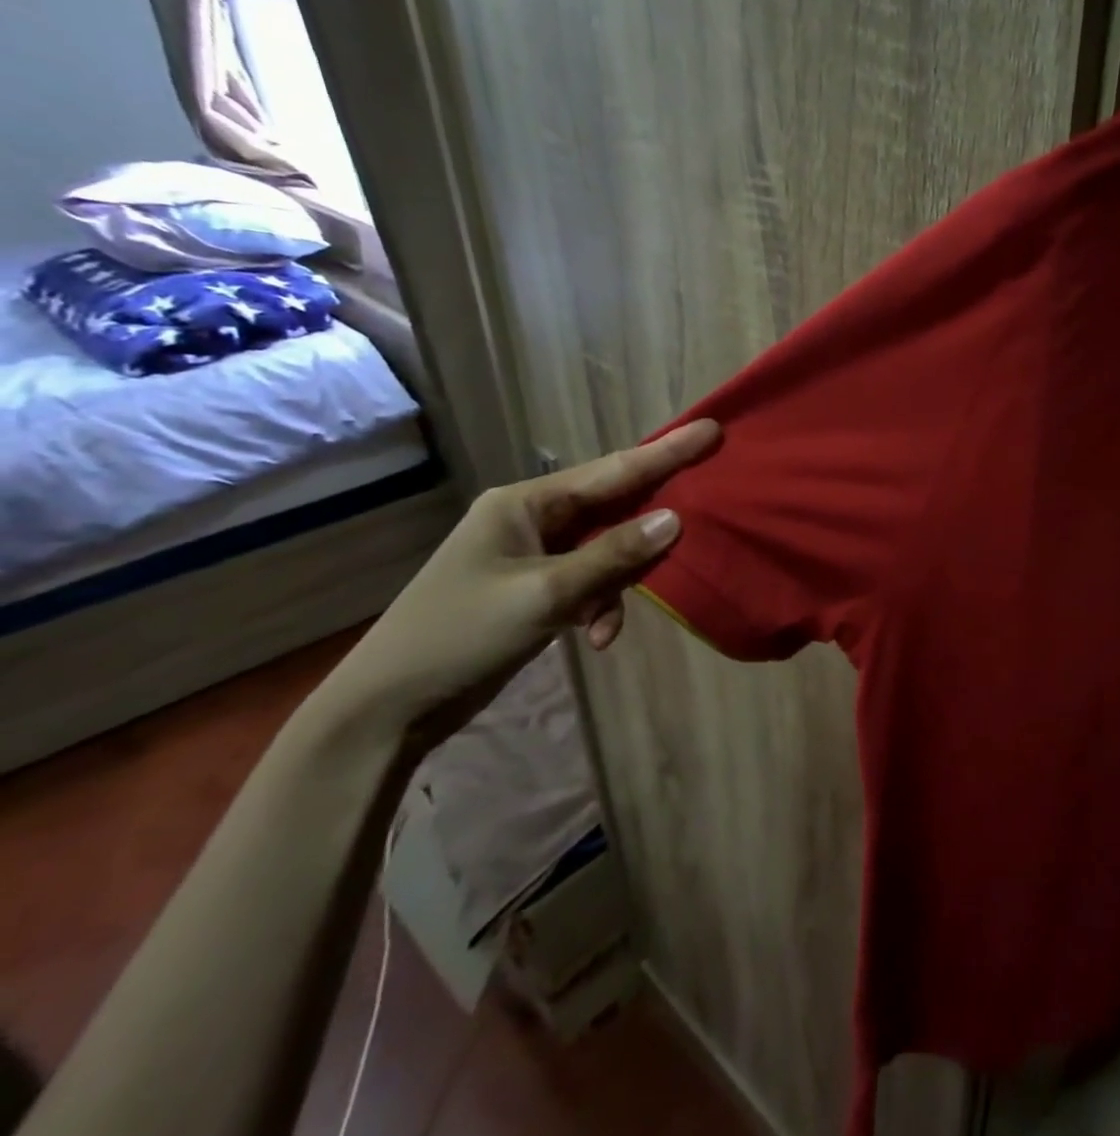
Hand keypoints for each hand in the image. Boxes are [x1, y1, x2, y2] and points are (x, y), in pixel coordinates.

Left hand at [321, 419, 720, 745]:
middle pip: (612, 507)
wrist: (390, 705)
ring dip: (618, 584)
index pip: (611, 471)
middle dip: (651, 523)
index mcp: (525, 503)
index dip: (666, 452)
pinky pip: (589, 581)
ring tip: (610, 622)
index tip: (712, 431)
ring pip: (605, 550)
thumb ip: (613, 555)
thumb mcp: (545, 594)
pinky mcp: (535, 588)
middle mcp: (531, 519)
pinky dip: (600, 605)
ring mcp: (532, 554)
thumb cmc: (463, 634)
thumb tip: (674, 519)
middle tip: (702, 517)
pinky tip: (597, 637)